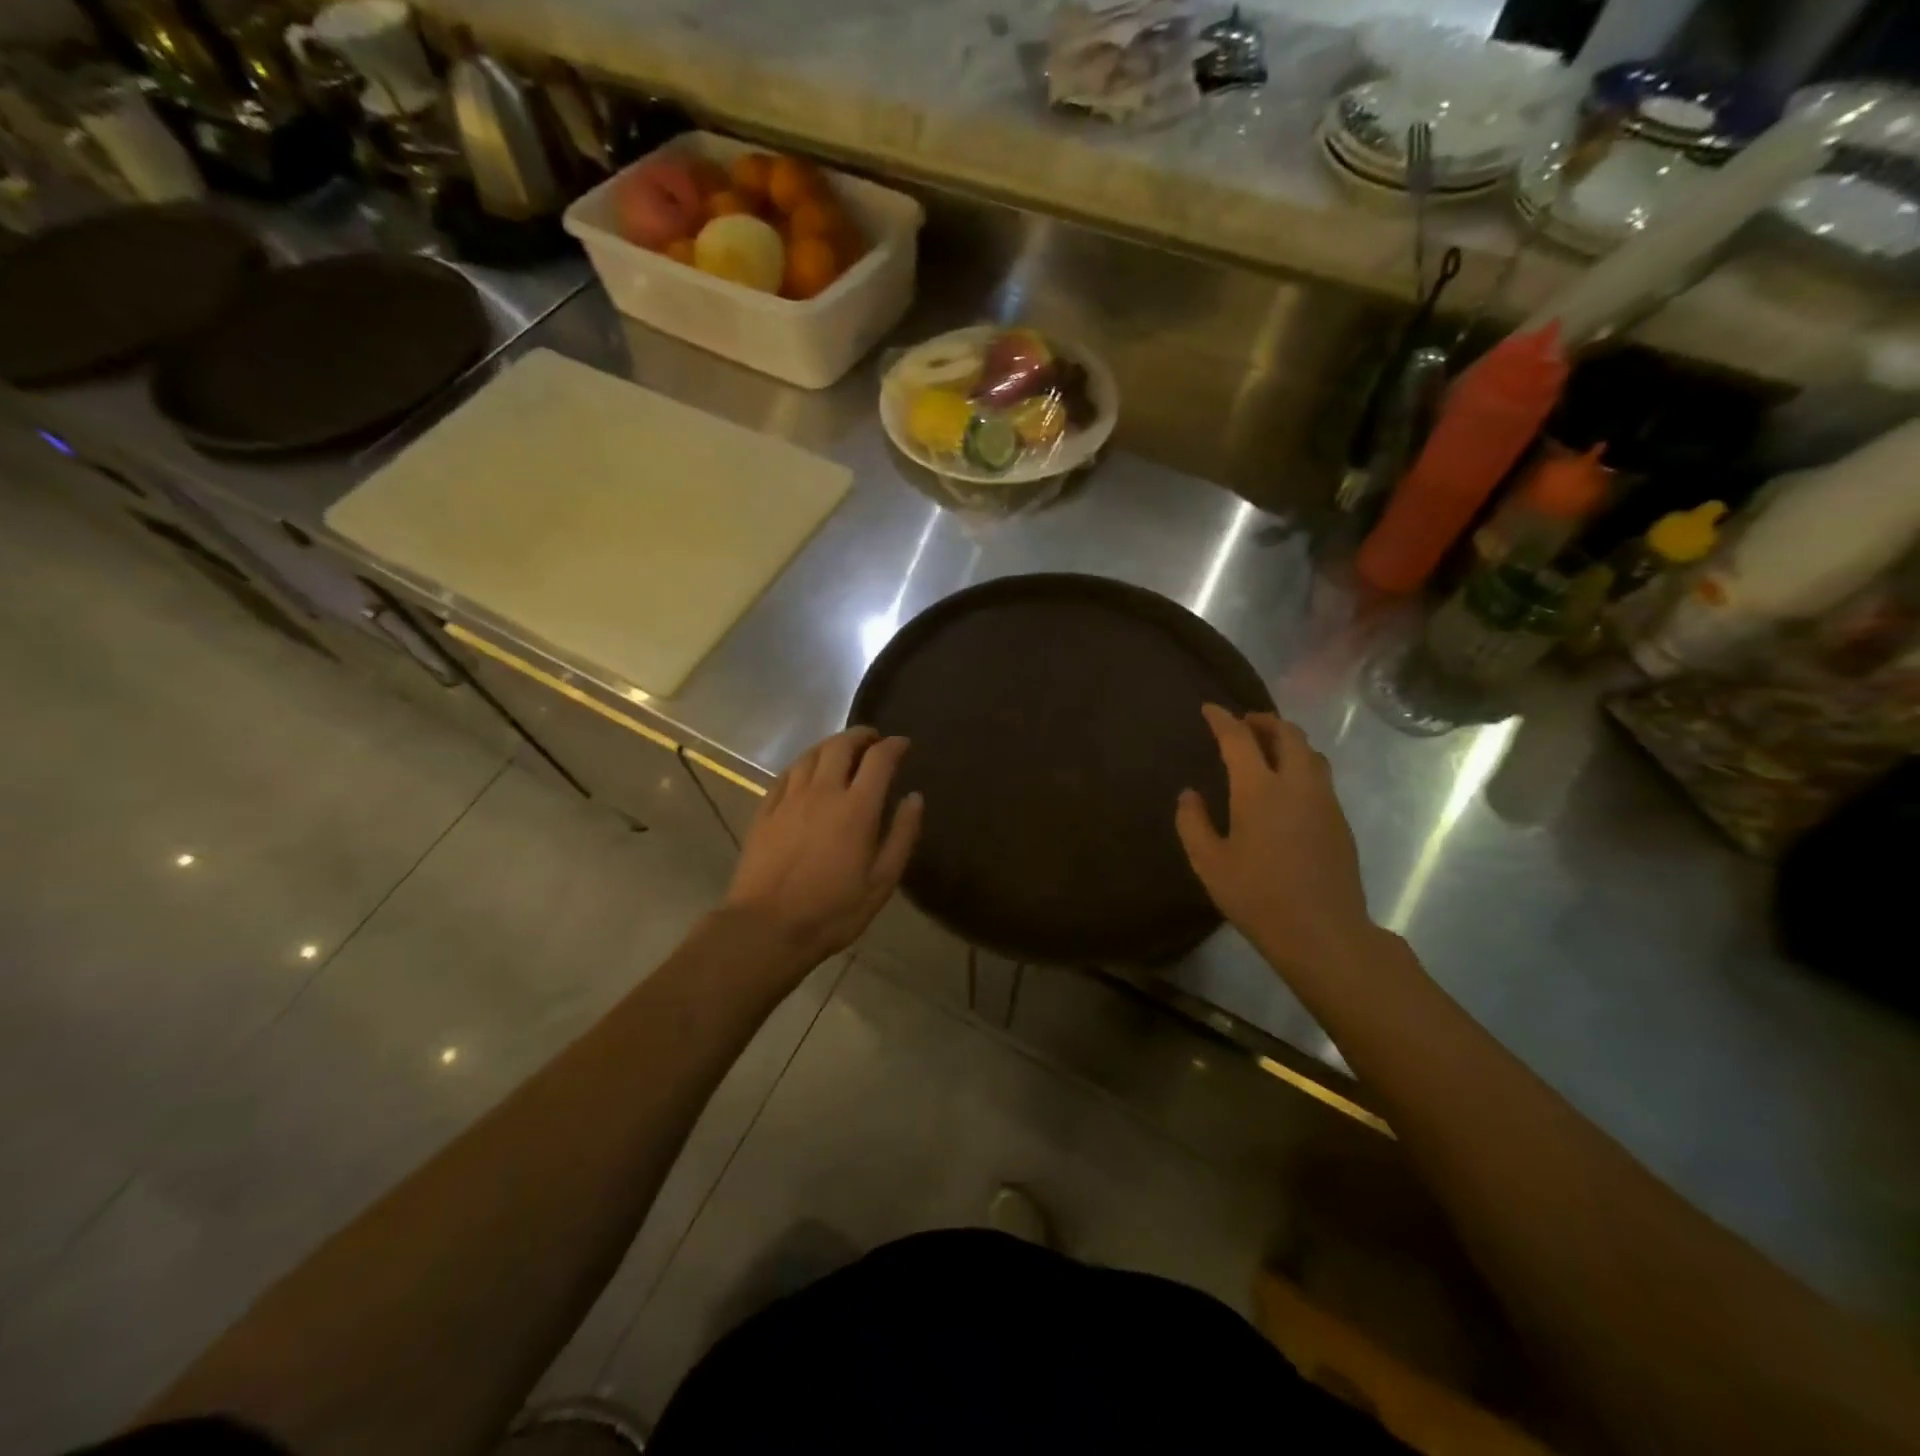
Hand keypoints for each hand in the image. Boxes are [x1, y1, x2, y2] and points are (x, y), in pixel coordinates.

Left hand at [725, 727, 923, 967]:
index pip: (879, 758)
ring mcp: (789, 799)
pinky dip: (804, 764)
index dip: (894, 745)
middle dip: (861, 735)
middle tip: (874, 740)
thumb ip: (902, 835)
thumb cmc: (833, 910)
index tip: (903, 744)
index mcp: (857, 808)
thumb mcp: (881, 881)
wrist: (767, 928)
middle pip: (841, 745)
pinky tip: (808, 772)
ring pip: (811, 754)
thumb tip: (915, 797)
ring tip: (843, 750)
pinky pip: (787, 773)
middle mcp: (823, 792)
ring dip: (831, 744)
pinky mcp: (765, 810)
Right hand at [1175, 705, 1378, 979]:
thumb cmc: (1257, 896)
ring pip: (1310, 752)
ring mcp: (1324, 800)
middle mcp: (1296, 784)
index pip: (1239, 738)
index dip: (1222, 719)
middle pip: (1286, 733)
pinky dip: (1301, 763)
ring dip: (1287, 739)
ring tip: (1267, 747)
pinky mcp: (1340, 820)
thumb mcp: (1209, 863)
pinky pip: (1320, 774)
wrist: (1323, 932)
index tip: (1209, 709)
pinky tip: (1287, 785)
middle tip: (1243, 723)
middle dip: (1263, 720)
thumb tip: (1189, 794)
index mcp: (1259, 789)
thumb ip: (1193, 823)